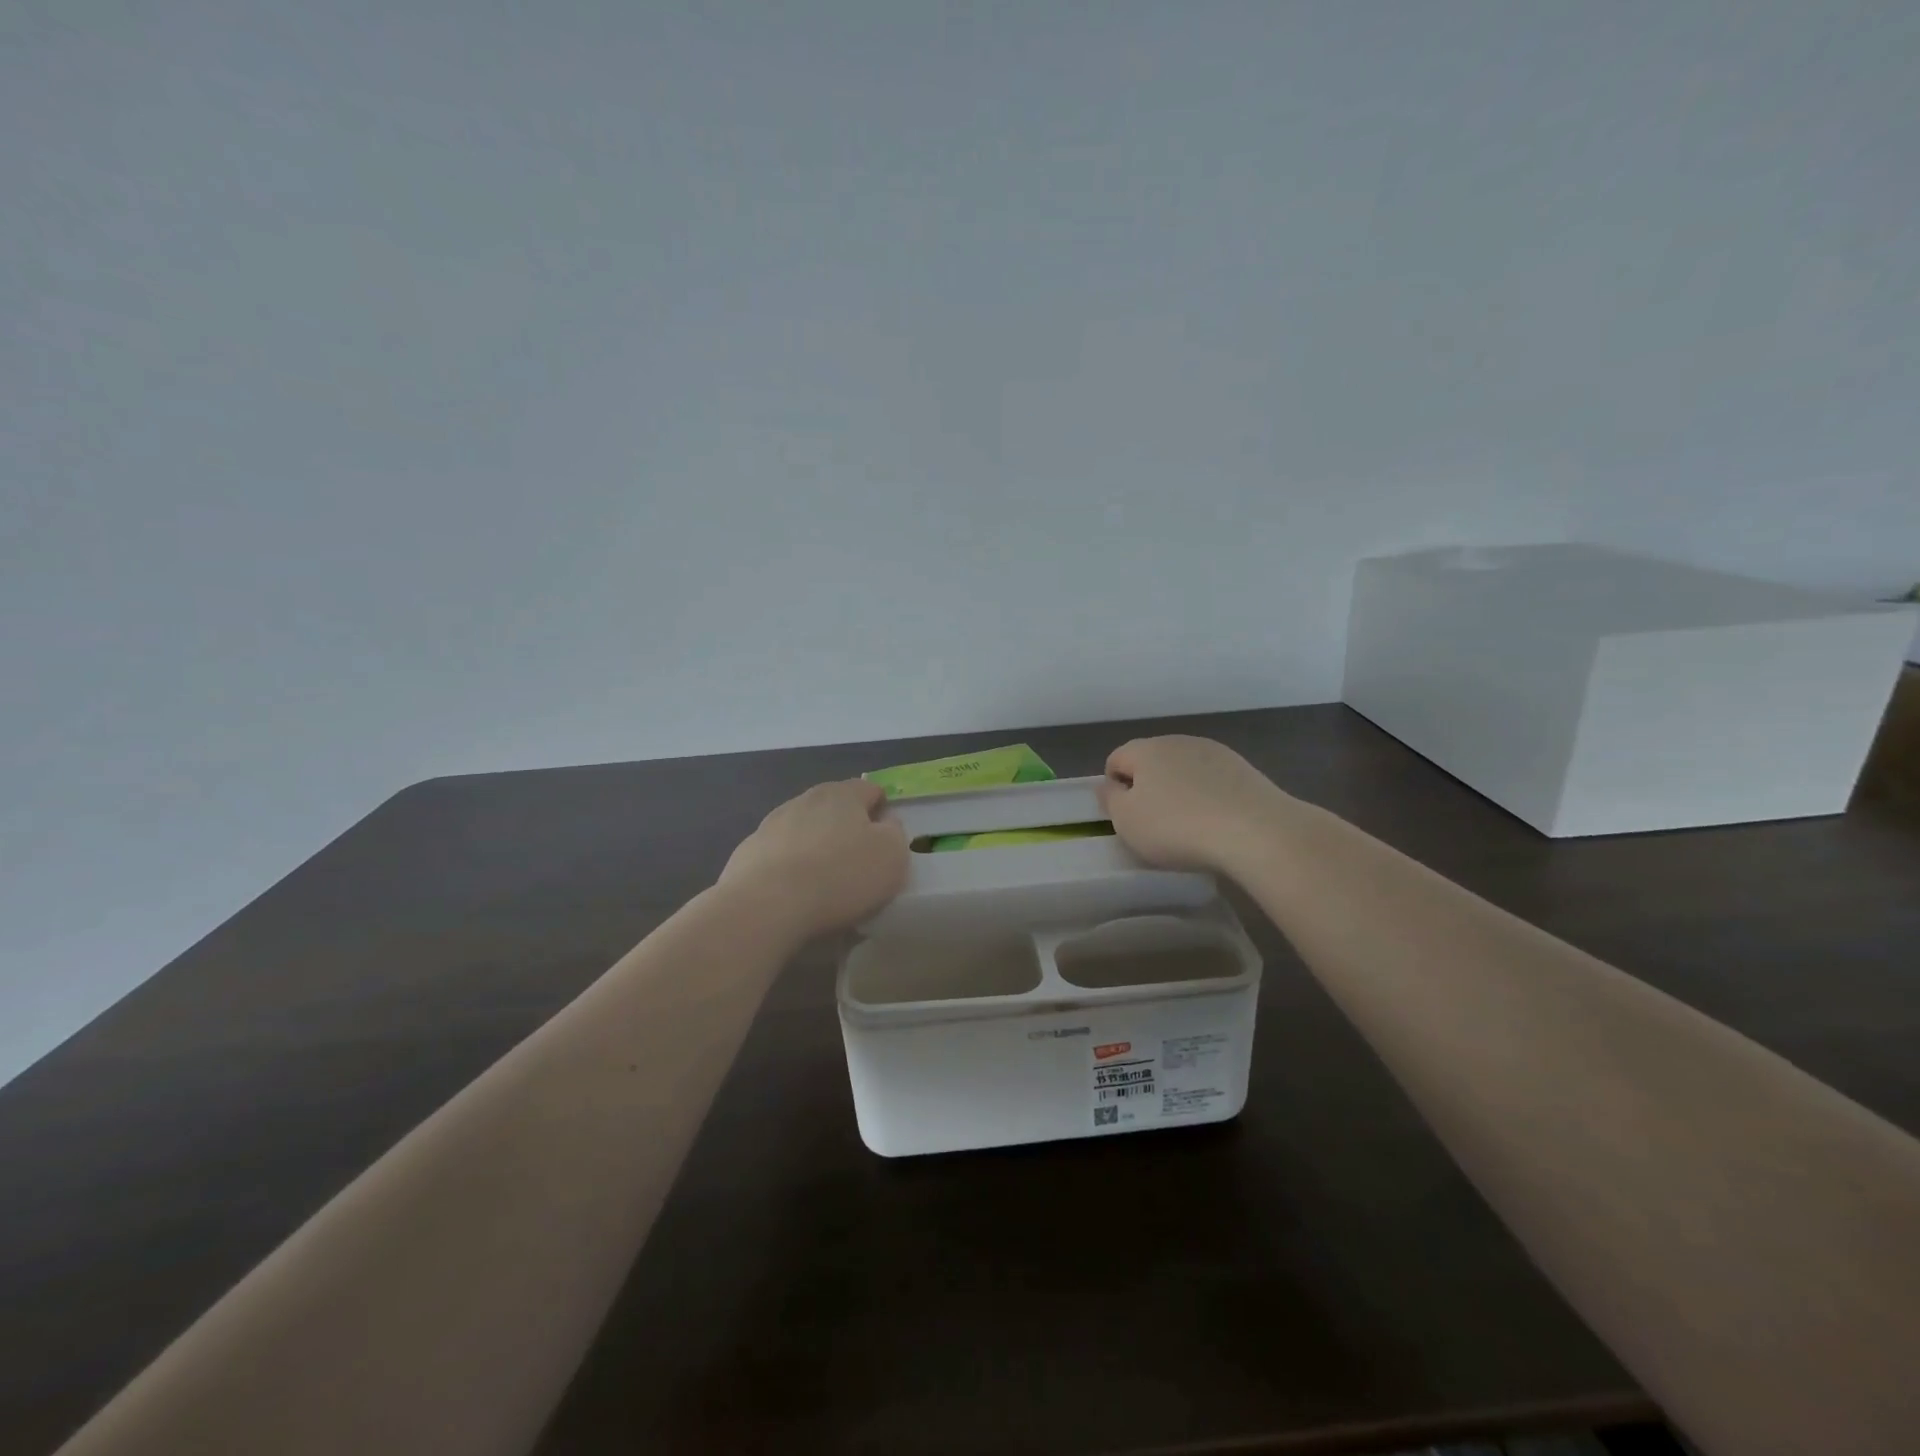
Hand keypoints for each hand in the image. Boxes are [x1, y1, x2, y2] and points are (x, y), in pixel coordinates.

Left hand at [720, 779, 908, 938]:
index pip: (870, 790)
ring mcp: (771, 825)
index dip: (882, 810)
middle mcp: (805, 800)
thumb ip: (894, 833)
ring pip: (804, 831)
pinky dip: (789, 870)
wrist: (766, 906)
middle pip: (834, 808)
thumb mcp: (892, 855)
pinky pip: (779, 857)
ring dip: (816, 848)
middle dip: (847, 829)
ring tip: (824, 885)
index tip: (887, 840)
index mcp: (843, 794)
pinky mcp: (747, 854)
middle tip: (858, 864)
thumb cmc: (841, 876)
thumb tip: (884, 824)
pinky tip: (795, 897)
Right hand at [1097, 735, 1289, 873]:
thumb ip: (1110, 800)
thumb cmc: (1177, 827)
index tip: (1125, 819)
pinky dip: (1208, 797)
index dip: (1113, 789)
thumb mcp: (1127, 821)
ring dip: (1180, 792)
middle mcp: (1178, 741)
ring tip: (1189, 827)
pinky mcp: (1244, 769)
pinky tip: (1217, 823)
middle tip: (1154, 825)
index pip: (1115, 760)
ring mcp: (1215, 752)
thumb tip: (1109, 785)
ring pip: (1184, 770)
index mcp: (1145, 749)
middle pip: (1151, 762)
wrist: (1255, 831)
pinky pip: (1213, 782)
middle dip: (1148, 788)